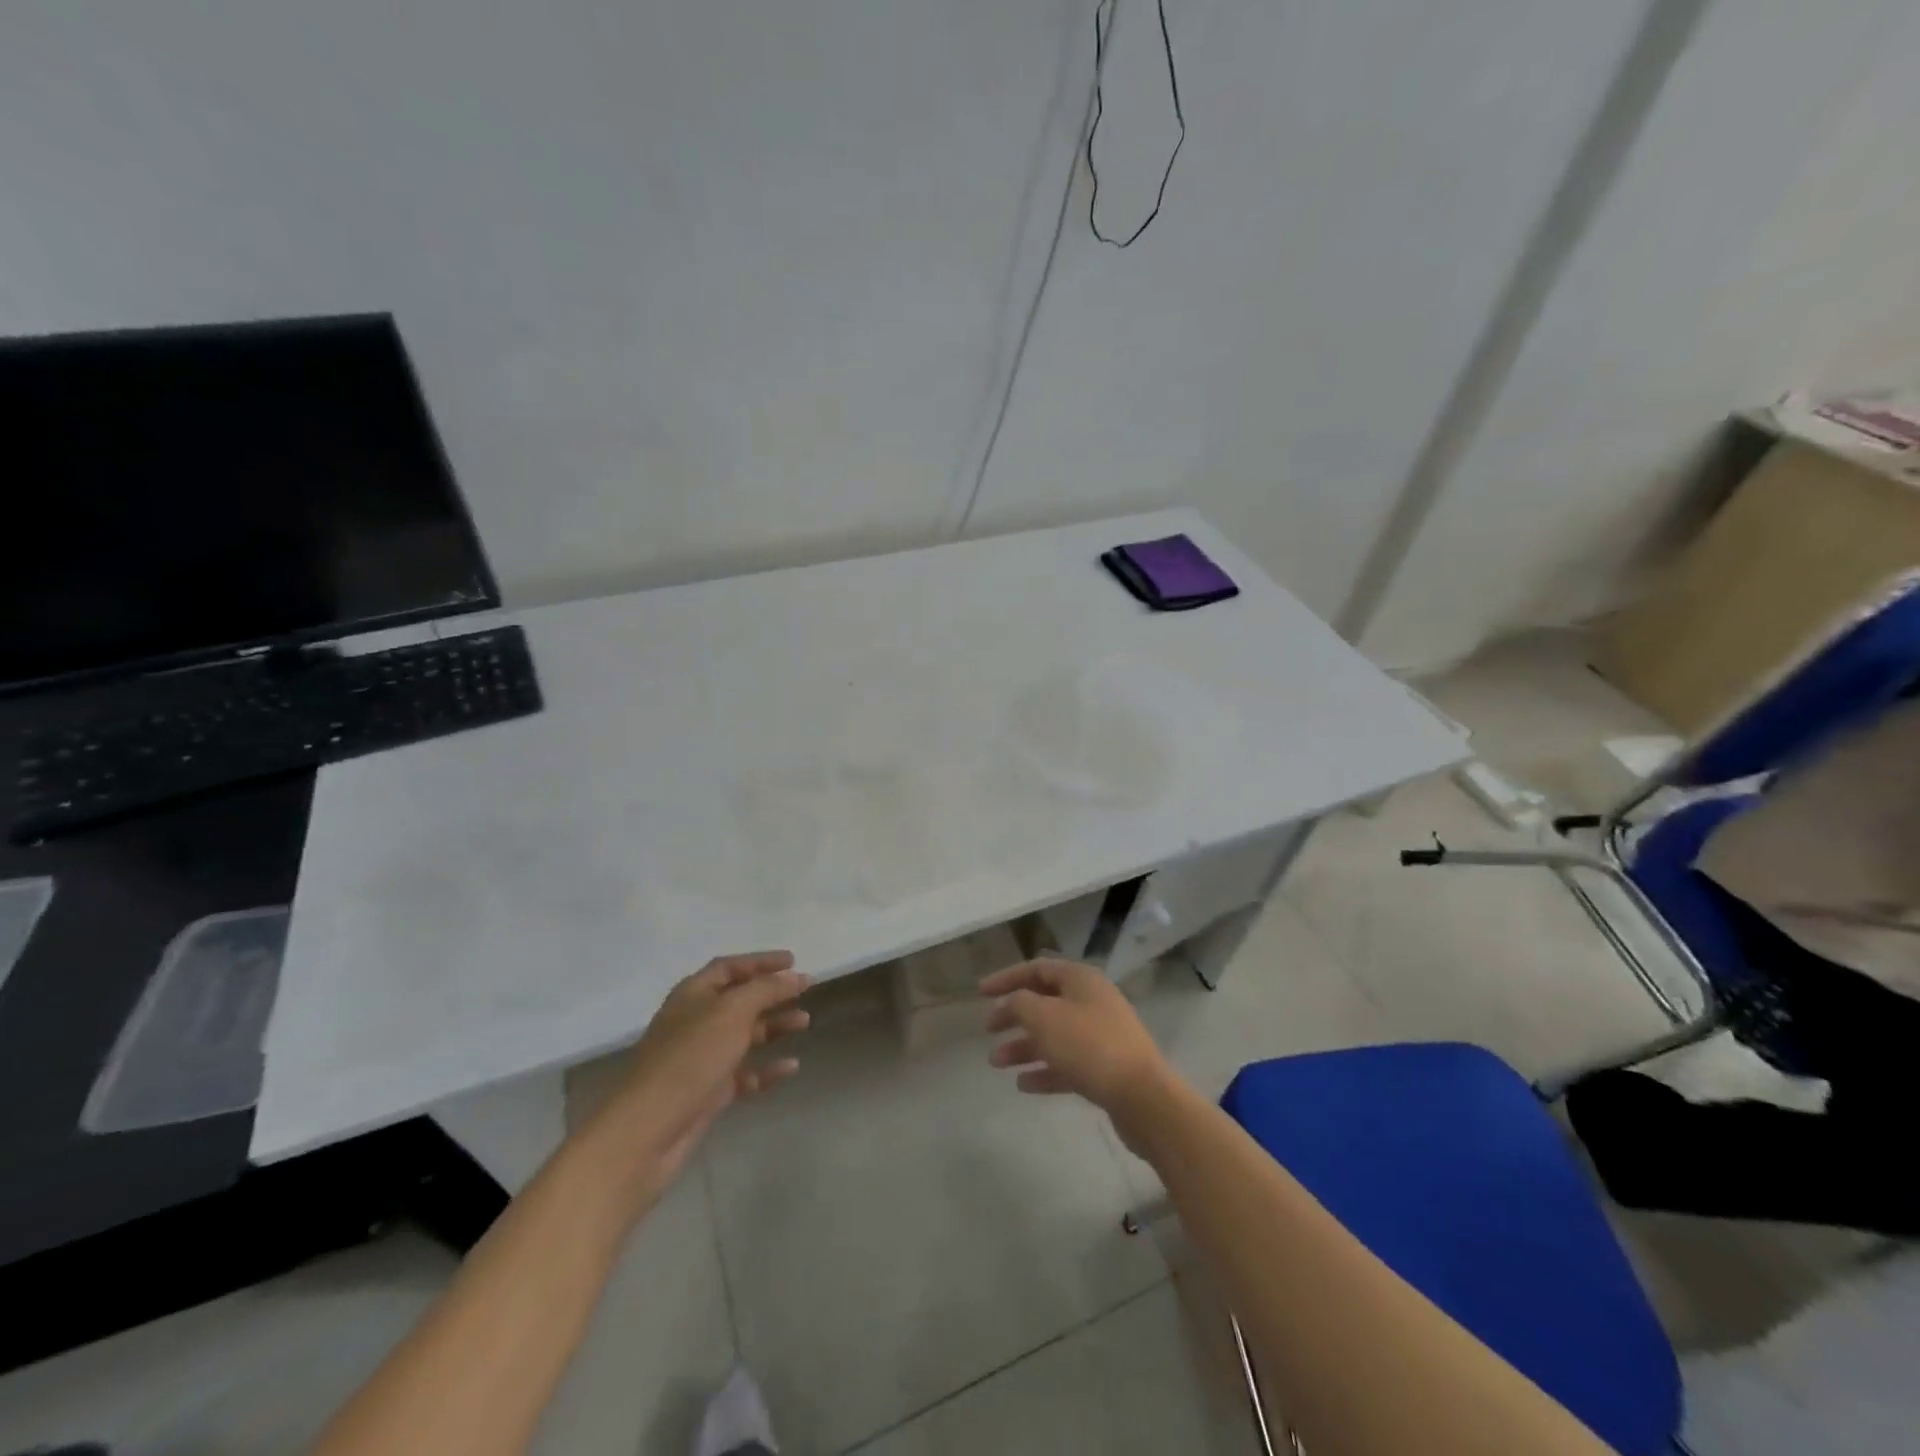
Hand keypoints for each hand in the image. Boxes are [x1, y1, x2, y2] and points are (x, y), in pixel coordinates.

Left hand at [583, 952, 808, 1205]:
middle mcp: (697, 1021)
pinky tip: (792, 1067)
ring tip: (805, 1023)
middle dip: (773, 994)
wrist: (648, 1130)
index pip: (729, 967)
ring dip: (774, 1027)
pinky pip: (745, 1073)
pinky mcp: (709, 1092)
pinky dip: (767, 1068)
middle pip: (740, 1000)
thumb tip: (795, 975)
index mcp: (693, 995)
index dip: (761, 962)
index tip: (793, 961)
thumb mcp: (732, 1013)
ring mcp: (702, 1058)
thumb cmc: (690, 1058)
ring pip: (745, 1035)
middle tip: (806, 991)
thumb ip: (766, 990)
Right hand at [982, 958, 1174, 1133]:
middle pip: (1045, 1002)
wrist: (1142, 1096)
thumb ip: (1019, 1003)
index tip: (980, 993)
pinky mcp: (1107, 1068)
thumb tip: (1014, 1002)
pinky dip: (1045, 1070)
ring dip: (1024, 1046)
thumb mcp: (1043, 1017)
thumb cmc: (1088, 1046)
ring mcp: (1102, 1034)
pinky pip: (1068, 1062)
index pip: (1037, 968)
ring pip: (1054, 1034)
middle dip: (1014, 1015)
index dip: (1006, 978)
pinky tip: (1023, 1084)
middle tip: (988, 1029)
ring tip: (996, 1063)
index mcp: (1081, 979)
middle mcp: (1092, 1001)